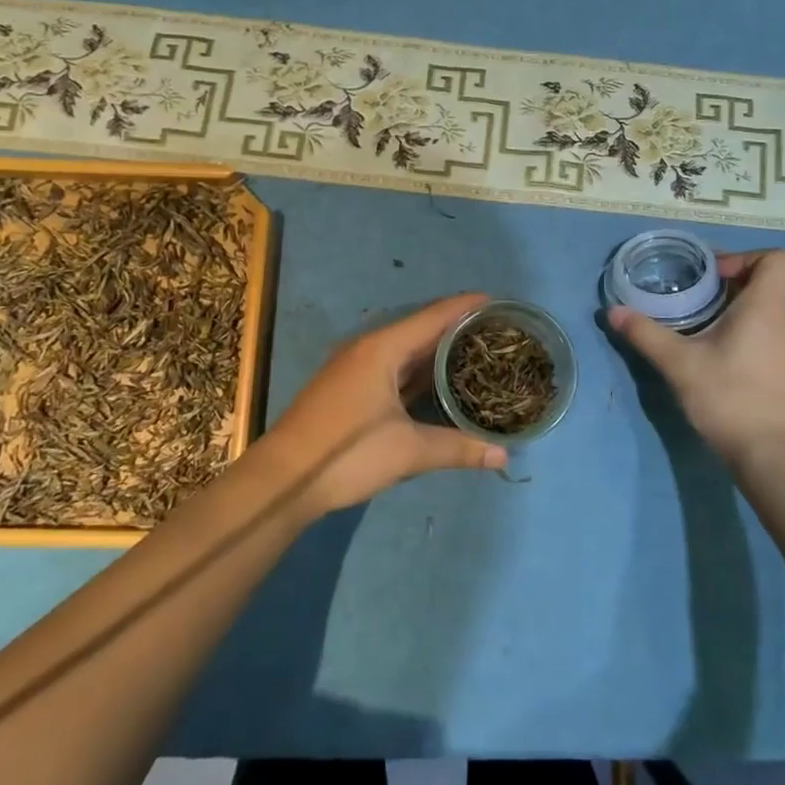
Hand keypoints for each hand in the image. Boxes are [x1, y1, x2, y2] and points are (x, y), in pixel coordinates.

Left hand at [264, 293, 508, 517]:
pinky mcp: (349, 389)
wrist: (281, 481)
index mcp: (382, 348)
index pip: (434, 317)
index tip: (499, 302)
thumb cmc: (346, 454)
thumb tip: (504, 455)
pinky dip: (419, 371)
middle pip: (421, 330)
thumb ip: (458, 448)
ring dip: (437, 351)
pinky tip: (439, 383)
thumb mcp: (407, 451)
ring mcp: (355, 369)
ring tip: (475, 352)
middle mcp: (368, 349)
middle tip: (496, 332)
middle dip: (457, 328)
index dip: (466, 306)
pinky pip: (393, 368)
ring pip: (405, 351)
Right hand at [607, 249, 784, 474]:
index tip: (712, 276)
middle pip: (765, 286)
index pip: (776, 258)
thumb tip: (613, 311)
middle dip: (728, 288)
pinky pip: (771, 341)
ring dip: (736, 317)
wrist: (773, 456)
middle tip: (692, 304)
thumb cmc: (729, 397)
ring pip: (766, 316)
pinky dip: (747, 341)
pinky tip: (720, 365)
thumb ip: (646, 334)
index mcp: (766, 307)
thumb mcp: (679, 363)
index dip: (745, 256)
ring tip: (701, 335)